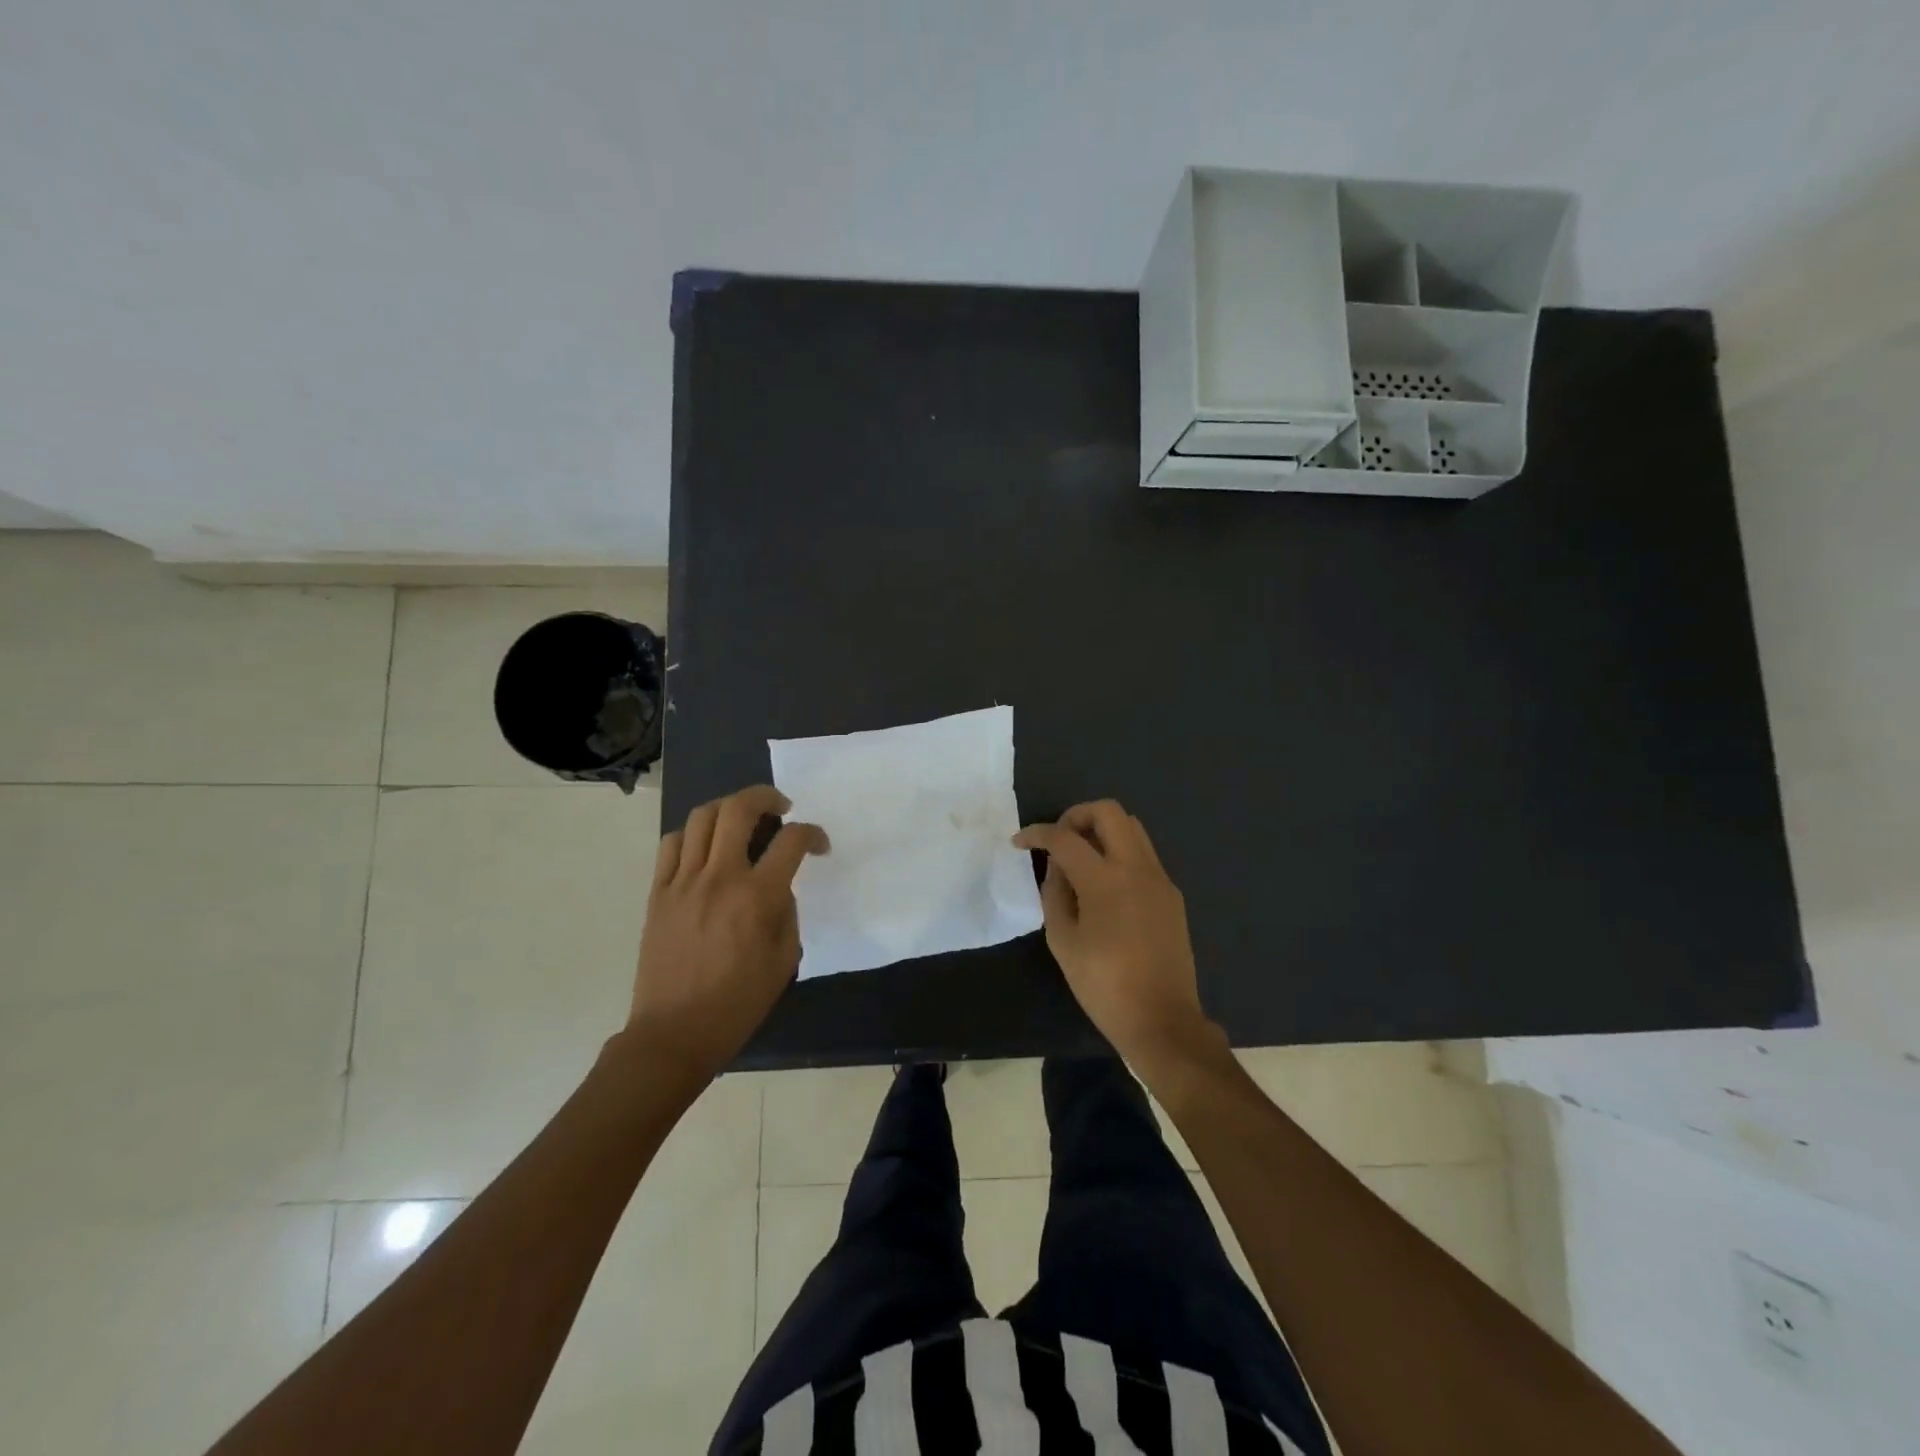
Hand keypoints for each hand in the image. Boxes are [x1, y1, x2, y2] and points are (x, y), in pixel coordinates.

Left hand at [628, 785, 827, 1080]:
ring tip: (742, 820)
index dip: (812, 834)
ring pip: (702, 817)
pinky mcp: (657, 892)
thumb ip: (787, 914)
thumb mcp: (784, 960)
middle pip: (739, 809)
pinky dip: (692, 834)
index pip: (791, 841)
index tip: (819, 845)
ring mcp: (683, 881)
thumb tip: (778, 888)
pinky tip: (705, 847)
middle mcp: (720, 877)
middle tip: (781, 808)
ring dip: (728, 808)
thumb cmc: (737, 1004)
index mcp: (757, 897)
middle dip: (766, 796)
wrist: (674, 1034)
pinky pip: (671, 844)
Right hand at [1013, 800, 1214, 1067]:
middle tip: (1058, 839)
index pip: (1065, 838)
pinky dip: (1120, 853)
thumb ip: (1055, 894)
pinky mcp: (1172, 894)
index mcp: (1105, 880)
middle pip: (1109, 811)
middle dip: (1077, 815)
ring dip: (1102, 830)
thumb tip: (1057, 868)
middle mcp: (1137, 868)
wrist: (1162, 1020)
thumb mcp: (1063, 941)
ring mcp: (1160, 879)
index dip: (1037, 834)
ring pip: (1132, 827)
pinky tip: (1105, 884)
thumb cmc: (1104, 986)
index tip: (1020, 842)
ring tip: (1080, 857)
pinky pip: (1144, 855)